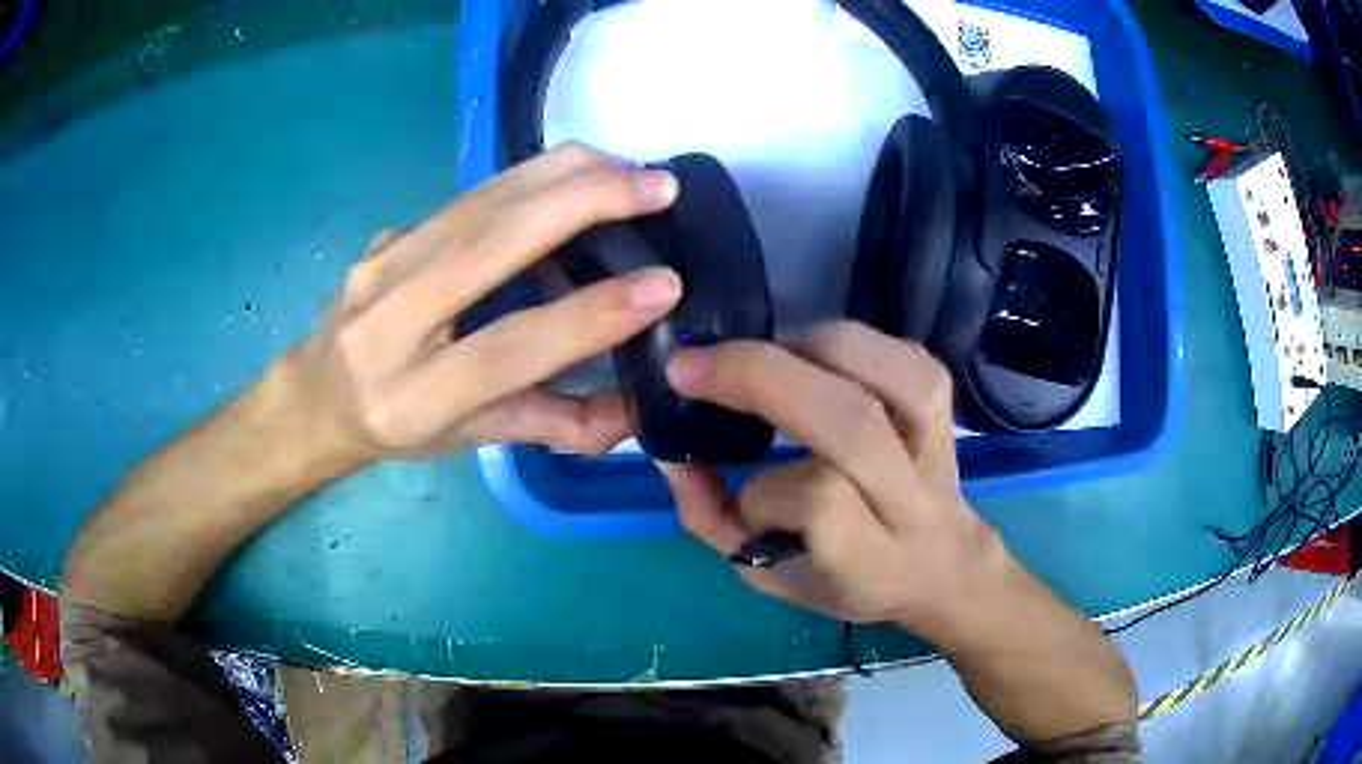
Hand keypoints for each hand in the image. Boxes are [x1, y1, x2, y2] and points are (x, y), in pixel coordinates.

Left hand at [279, 143, 683, 468]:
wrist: (316, 395)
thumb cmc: (398, 429)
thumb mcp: (473, 440)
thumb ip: (556, 425)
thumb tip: (640, 408)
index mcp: (413, 399)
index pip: (509, 348)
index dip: (589, 315)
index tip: (663, 285)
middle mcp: (388, 324)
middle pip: (490, 242)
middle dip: (584, 202)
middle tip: (659, 187)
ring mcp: (381, 266)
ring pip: (482, 200)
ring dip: (564, 173)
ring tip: (629, 170)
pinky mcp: (389, 234)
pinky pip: (470, 195)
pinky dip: (533, 177)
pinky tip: (576, 176)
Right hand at [659, 322, 1003, 640]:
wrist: (941, 564)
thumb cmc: (849, 580)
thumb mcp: (770, 577)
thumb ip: (714, 521)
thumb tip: (671, 453)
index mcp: (871, 558)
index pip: (821, 504)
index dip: (766, 493)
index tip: (728, 484)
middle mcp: (913, 496)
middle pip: (850, 421)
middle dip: (759, 376)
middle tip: (693, 367)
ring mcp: (939, 442)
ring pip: (883, 372)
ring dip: (807, 348)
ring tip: (765, 360)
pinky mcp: (947, 405)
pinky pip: (904, 353)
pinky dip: (850, 342)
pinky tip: (816, 356)